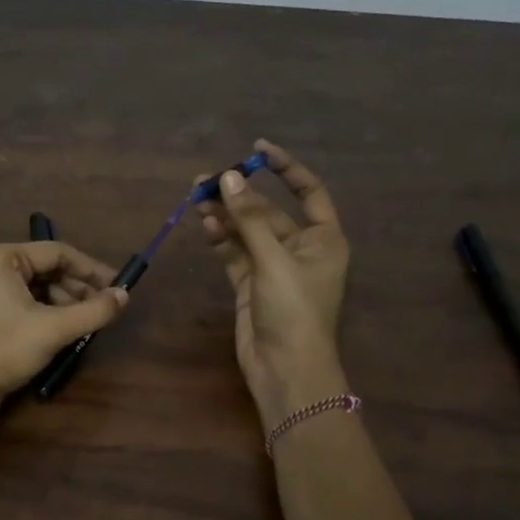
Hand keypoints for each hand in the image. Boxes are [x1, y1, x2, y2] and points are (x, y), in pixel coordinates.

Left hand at [0, 241, 128, 436]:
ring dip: (66, 304)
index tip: (118, 287)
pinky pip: (25, 306)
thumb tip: (124, 296)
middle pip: (47, 270)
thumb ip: (93, 310)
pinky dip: (48, 316)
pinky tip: (67, 333)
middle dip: (78, 289)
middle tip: (106, 310)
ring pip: (37, 290)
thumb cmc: (3, 349)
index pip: (57, 252)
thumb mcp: (54, 328)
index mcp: (1, 258)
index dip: (91, 269)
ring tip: (89, 325)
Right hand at [197, 139, 350, 428]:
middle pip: (268, 212)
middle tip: (206, 179)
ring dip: (225, 216)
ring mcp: (274, 268)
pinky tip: (204, 226)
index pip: (309, 191)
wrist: (285, 369)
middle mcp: (301, 250)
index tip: (256, 150)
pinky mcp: (251, 286)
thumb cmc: (294, 311)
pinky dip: (220, 240)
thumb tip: (228, 178)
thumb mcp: (274, 260)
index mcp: (324, 239)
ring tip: (195, 198)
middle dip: (240, 196)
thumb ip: (249, 219)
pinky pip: (234, 254)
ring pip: (246, 233)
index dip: (285, 168)